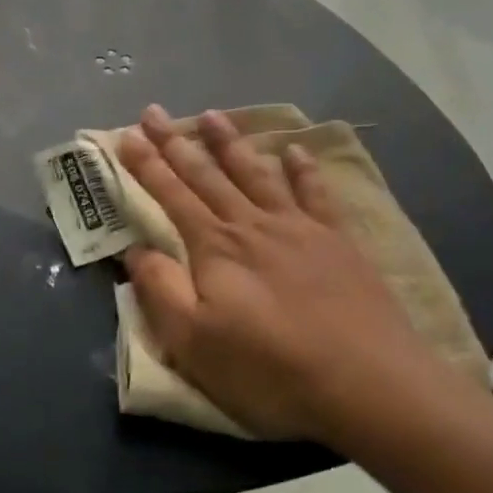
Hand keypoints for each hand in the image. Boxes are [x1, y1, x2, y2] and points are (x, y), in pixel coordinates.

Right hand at [117, 106, 442, 441]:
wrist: (366, 381)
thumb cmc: (270, 369)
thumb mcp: (195, 343)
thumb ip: (161, 291)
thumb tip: (136, 249)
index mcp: (216, 248)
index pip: (171, 196)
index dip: (146, 165)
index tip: (127, 135)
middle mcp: (253, 225)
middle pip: (208, 175)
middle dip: (177, 143)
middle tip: (154, 112)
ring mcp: (299, 228)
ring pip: (256, 174)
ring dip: (231, 144)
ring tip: (212, 115)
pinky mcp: (337, 241)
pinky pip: (316, 193)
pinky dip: (303, 169)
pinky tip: (295, 151)